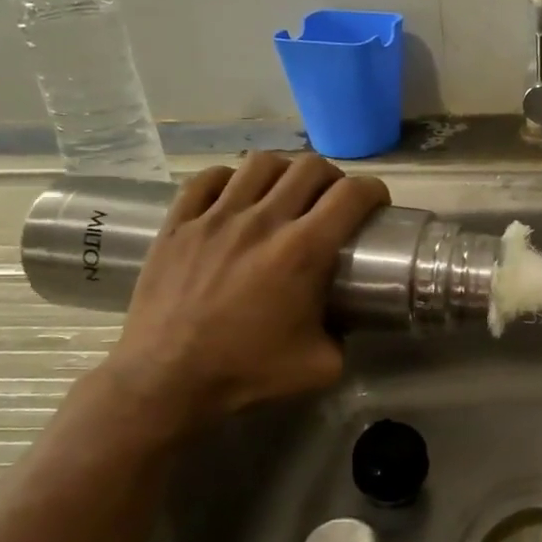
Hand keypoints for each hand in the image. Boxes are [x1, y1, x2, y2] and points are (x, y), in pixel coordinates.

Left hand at [101, 153, 388, 428]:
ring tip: (285, 192)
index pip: (351, 195)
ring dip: (284, 172)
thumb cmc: (246, 371)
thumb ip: (344, 335)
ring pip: (261, 163)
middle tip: (332, 200)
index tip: (375, 204)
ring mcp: (216, 217)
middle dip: (333, 177)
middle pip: (310, 167)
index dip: (373, 191)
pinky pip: (208, 178)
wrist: (166, 378)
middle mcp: (263, 221)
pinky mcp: (179, 223)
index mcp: (303, 250)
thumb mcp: (321, 365)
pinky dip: (231, 179)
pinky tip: (236, 196)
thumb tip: (345, 318)